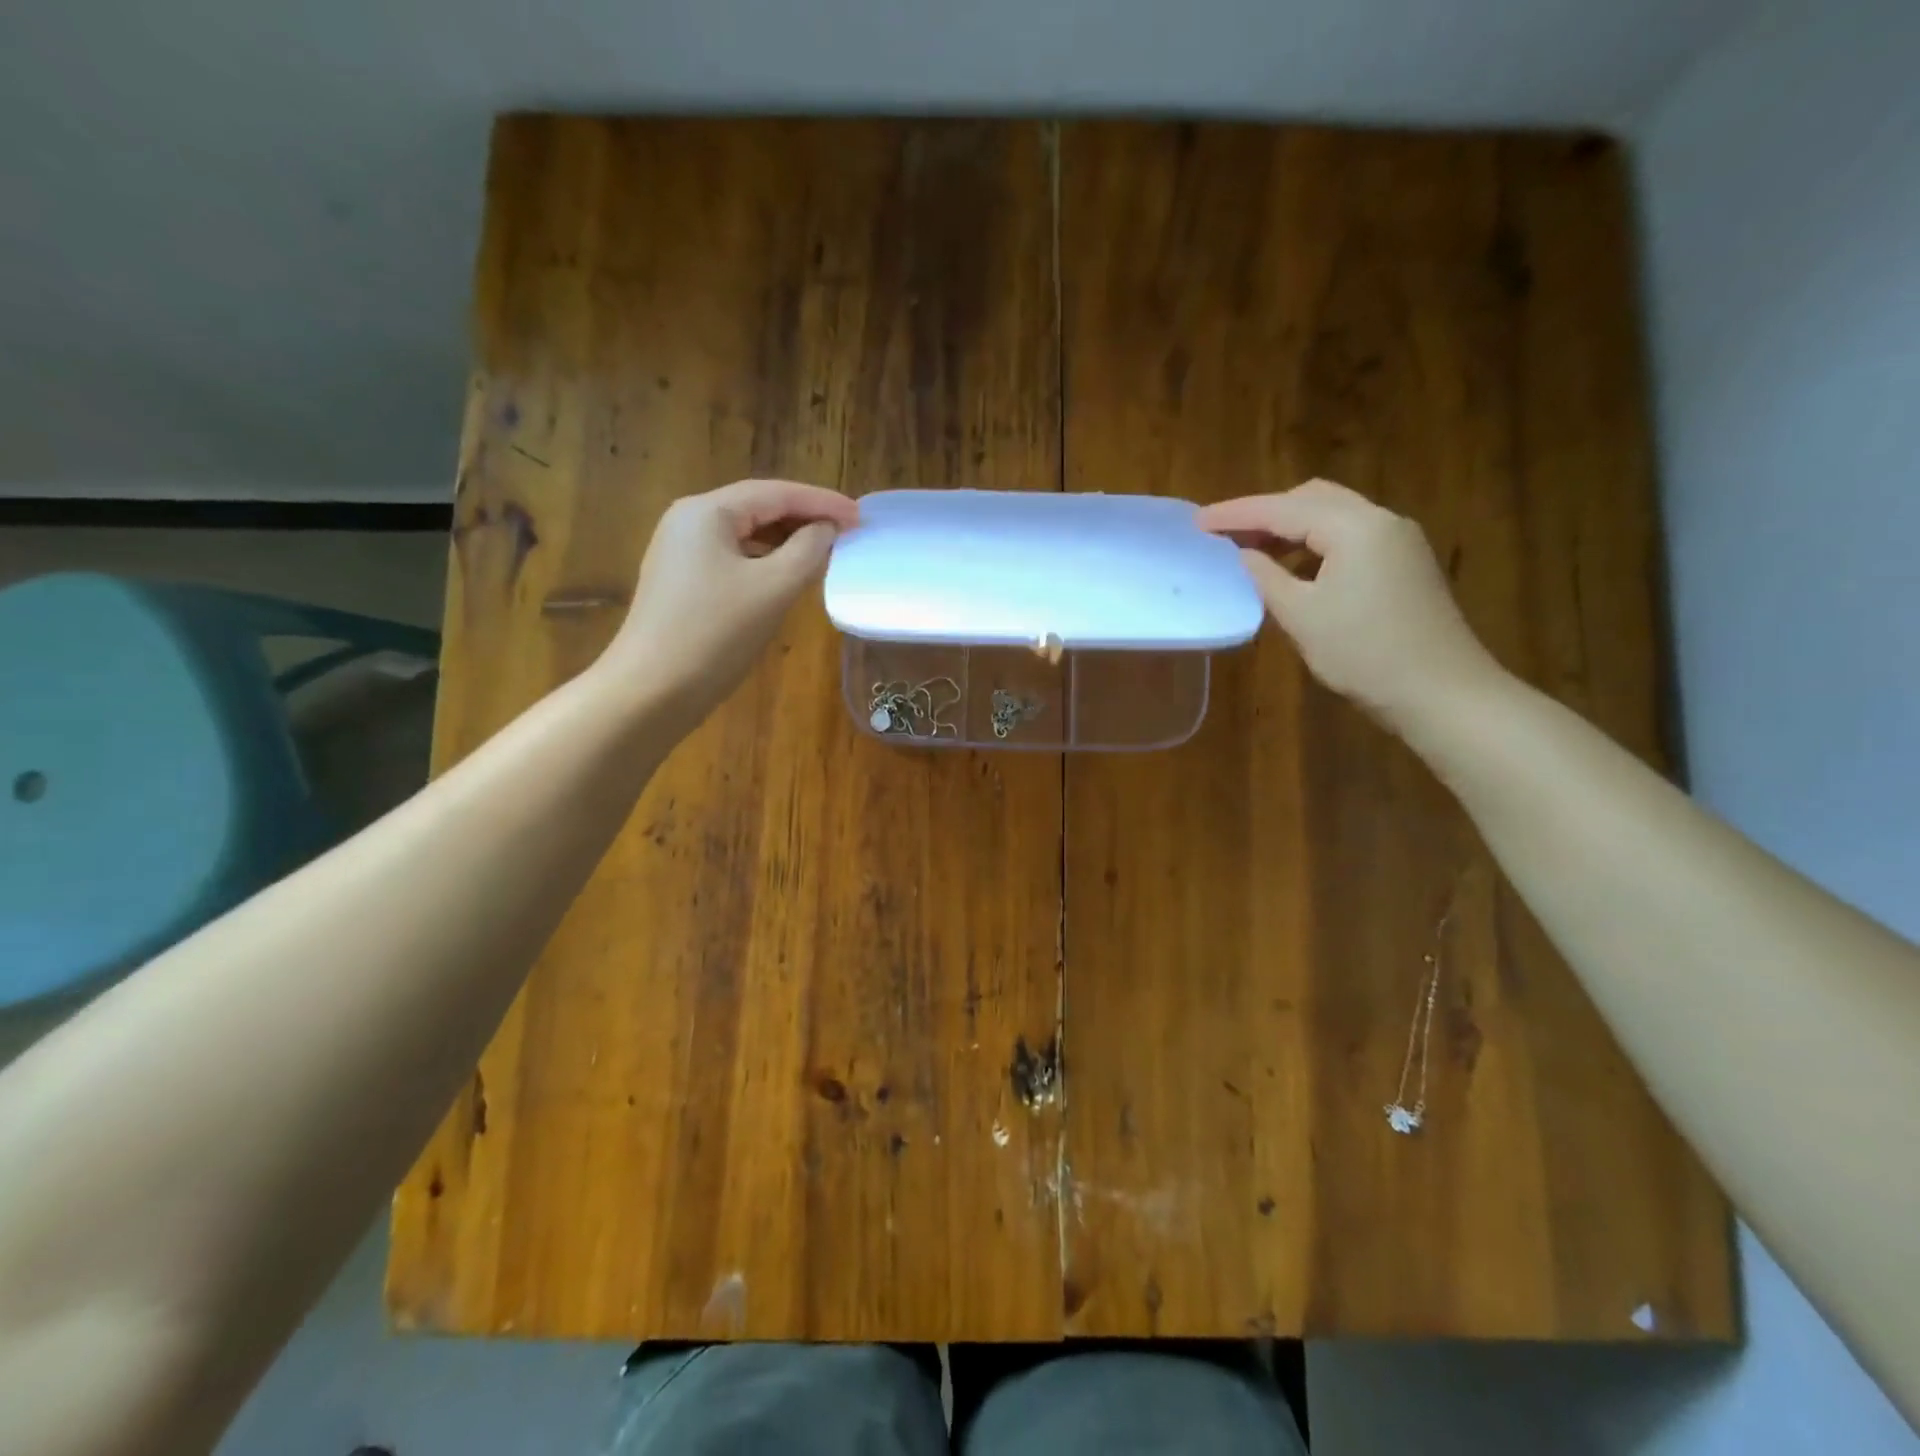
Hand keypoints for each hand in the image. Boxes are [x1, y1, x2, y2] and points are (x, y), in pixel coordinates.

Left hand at [601, 478, 858, 725]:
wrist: (651, 690)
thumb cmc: (715, 634)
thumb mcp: (773, 588)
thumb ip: (808, 550)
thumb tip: (827, 530)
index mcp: (707, 512)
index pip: (776, 493)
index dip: (822, 502)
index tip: (861, 517)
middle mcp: (688, 521)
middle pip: (758, 508)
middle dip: (805, 518)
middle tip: (848, 532)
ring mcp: (680, 552)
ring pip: (745, 534)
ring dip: (787, 540)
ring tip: (826, 552)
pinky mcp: (681, 581)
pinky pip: (733, 558)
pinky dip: (766, 560)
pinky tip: (787, 576)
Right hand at [1198, 479, 1502, 726]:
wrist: (1440, 692)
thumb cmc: (1363, 654)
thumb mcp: (1301, 616)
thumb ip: (1266, 577)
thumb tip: (1243, 554)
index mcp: (1355, 527)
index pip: (1283, 509)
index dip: (1236, 514)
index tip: (1197, 521)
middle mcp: (1381, 520)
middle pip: (1312, 498)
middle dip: (1265, 512)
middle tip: (1225, 534)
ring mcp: (1398, 541)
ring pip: (1333, 516)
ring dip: (1290, 528)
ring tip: (1252, 551)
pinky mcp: (1405, 563)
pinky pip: (1350, 537)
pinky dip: (1314, 544)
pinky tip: (1293, 570)